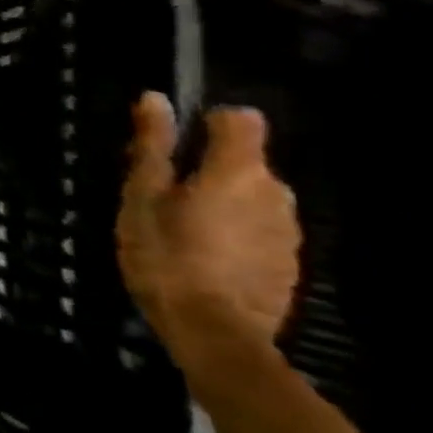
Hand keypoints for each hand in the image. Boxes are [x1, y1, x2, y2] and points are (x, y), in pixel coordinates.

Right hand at [118, 92, 300, 372]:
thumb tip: (156, 98)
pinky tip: (205, 255)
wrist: (214, 335)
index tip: (178, 142)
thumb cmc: (167, 254)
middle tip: (165, 191)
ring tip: (183, 226)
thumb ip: (154, 145)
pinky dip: (236, 232)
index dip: (209, 122)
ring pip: (254, 197)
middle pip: (246, 161)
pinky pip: (260, 229)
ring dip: (224, 201)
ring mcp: (288, 232)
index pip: (240, 120)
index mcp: (239, 170)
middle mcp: (275, 193)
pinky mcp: (289, 265)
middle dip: (211, 167)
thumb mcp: (143, 194)